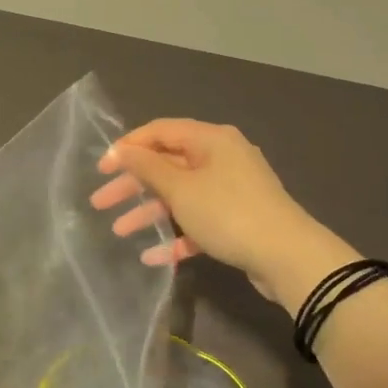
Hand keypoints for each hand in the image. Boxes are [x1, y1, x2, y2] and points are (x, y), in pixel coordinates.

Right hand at [90, 119, 353, 310]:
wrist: (288, 256)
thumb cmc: (228, 213)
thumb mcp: (181, 189)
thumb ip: (147, 167)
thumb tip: (121, 149)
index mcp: (210, 139)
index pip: (160, 131)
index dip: (127, 147)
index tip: (101, 168)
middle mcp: (221, 157)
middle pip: (167, 164)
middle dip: (132, 184)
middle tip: (99, 202)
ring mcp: (231, 189)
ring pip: (180, 195)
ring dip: (149, 211)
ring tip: (119, 231)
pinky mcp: (237, 219)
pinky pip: (198, 220)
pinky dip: (176, 234)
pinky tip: (152, 256)